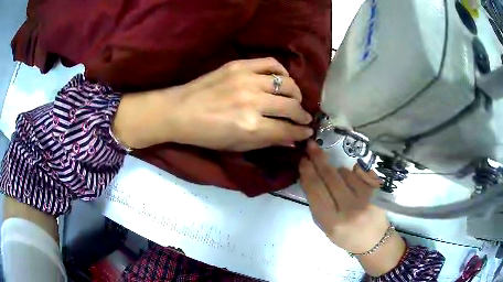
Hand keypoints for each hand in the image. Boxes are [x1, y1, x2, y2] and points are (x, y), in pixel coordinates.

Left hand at [113, 58, 312, 150]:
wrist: (179, 112)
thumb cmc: (206, 135)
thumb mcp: (237, 146)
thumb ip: (267, 142)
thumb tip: (292, 141)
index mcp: (251, 126)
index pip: (287, 129)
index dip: (301, 132)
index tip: (308, 131)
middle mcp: (253, 102)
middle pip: (291, 106)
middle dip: (302, 115)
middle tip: (304, 118)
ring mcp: (246, 80)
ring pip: (286, 84)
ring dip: (296, 94)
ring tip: (295, 99)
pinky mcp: (239, 65)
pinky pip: (270, 63)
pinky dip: (281, 71)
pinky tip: (282, 79)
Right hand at [299, 140, 388, 252]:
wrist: (375, 239)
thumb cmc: (346, 236)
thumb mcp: (326, 226)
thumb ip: (317, 203)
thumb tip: (308, 176)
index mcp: (333, 222)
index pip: (316, 192)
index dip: (308, 173)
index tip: (302, 160)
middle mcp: (350, 209)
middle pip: (330, 177)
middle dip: (319, 159)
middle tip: (311, 145)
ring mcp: (366, 197)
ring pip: (344, 173)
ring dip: (337, 172)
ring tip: (339, 185)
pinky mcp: (377, 190)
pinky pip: (358, 173)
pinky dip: (351, 174)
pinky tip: (352, 183)